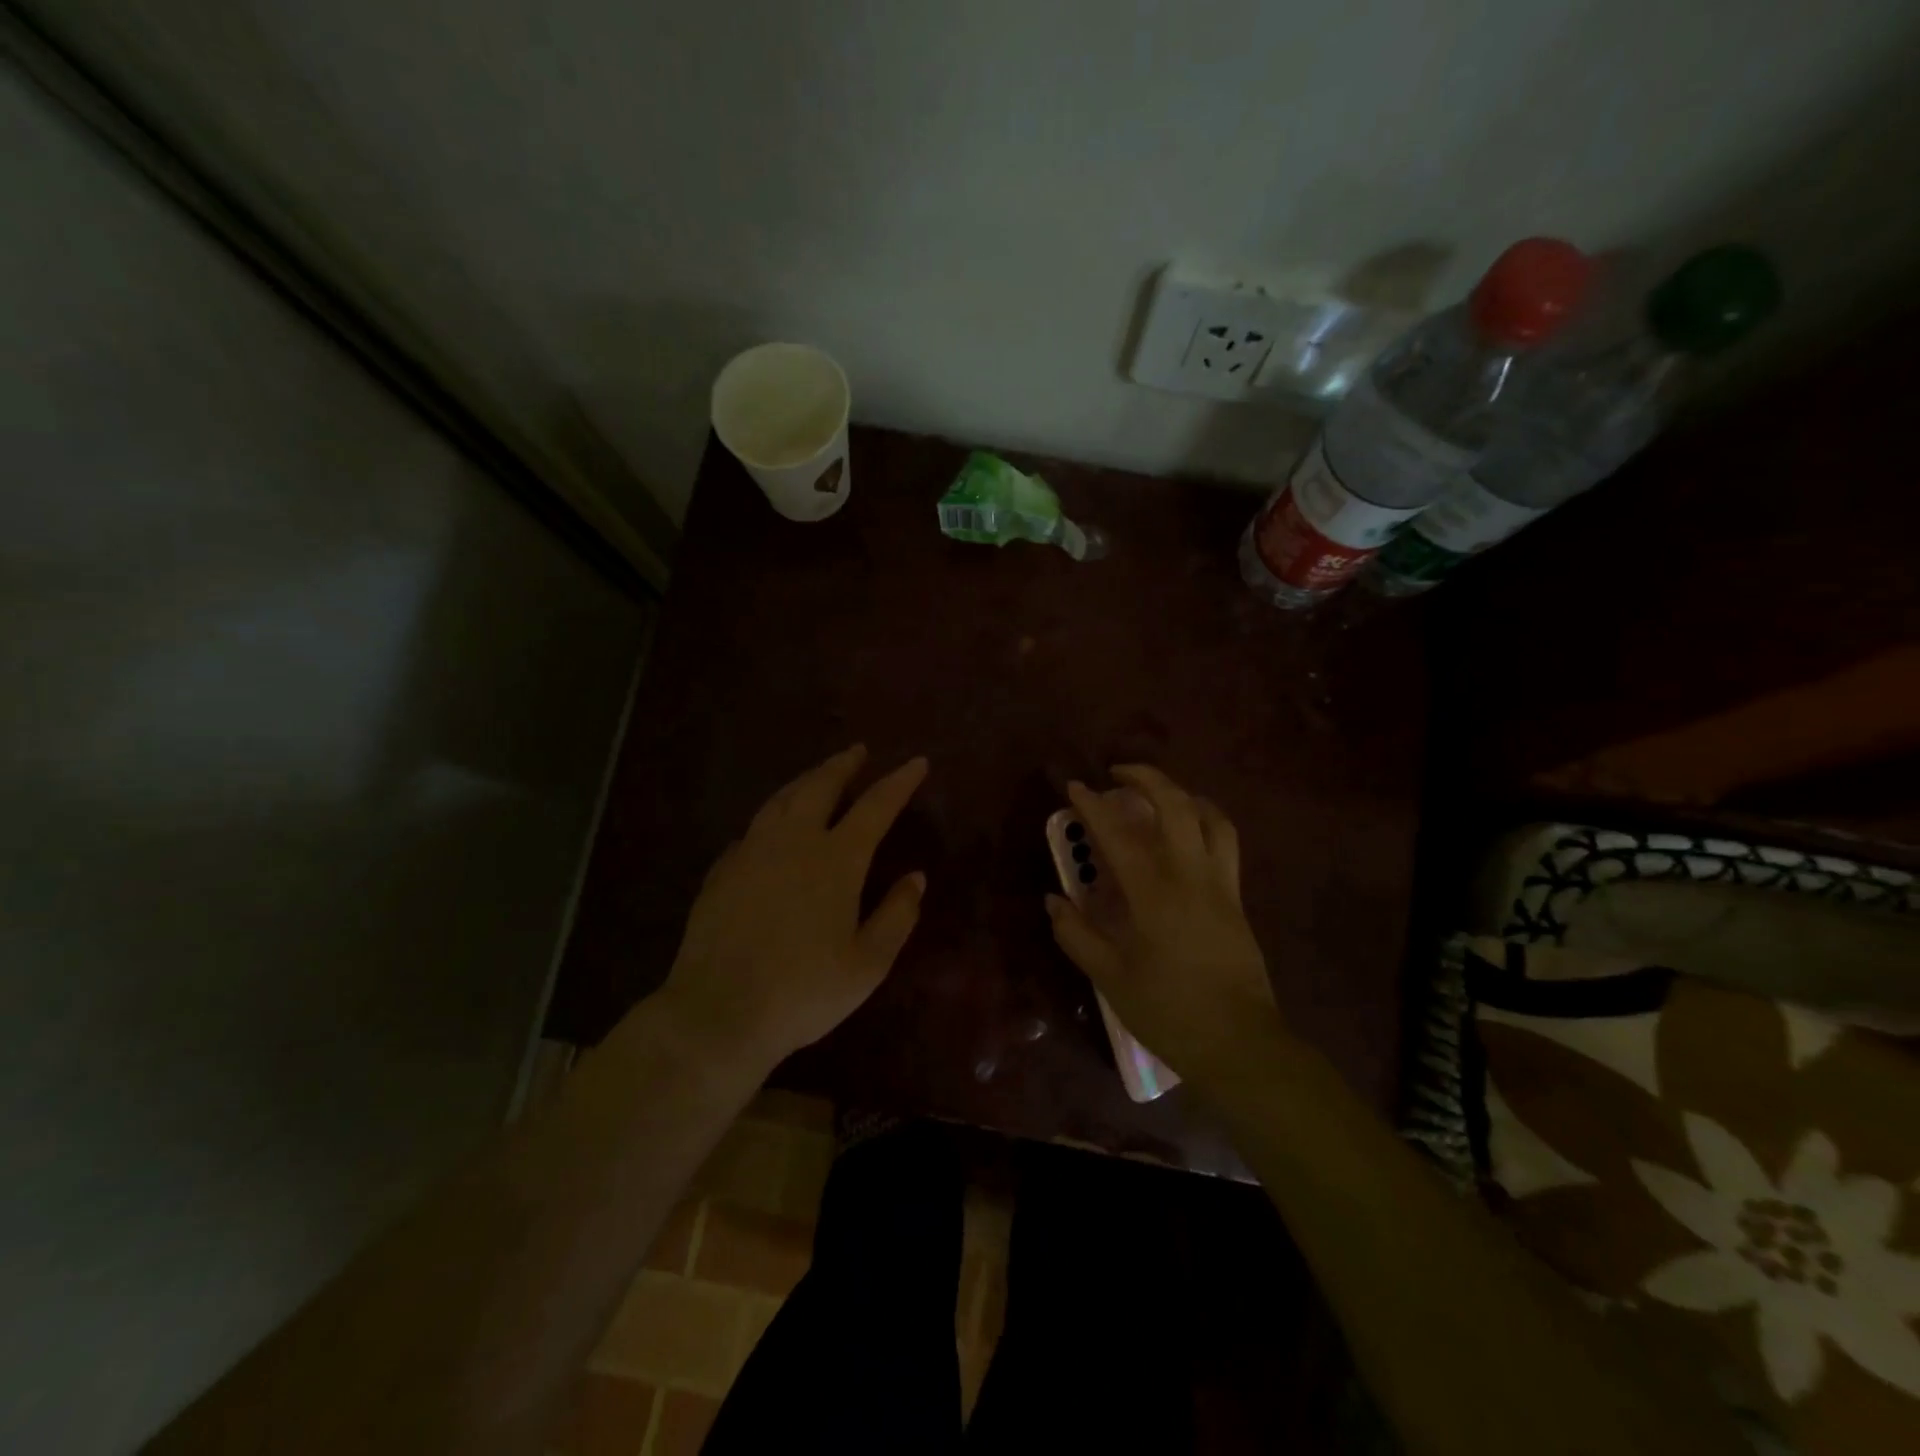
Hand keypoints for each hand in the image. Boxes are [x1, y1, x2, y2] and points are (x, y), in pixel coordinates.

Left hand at [660, 745, 928, 1067]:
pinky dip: (772, 817)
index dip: (899, 782)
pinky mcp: (722, 870)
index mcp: (836, 860)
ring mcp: (752, 852)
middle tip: (857, 751)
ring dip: (805, 781)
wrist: (718, 1013)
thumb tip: (916, 878)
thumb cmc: (804, 992)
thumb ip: (897, 916)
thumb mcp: (867, 964)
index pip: (875, 807)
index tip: (916, 762)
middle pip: (820, 786)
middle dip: (843, 765)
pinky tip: (771, 828)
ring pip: (781, 800)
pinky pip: (753, 829)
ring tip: (818, 775)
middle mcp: (794, 842)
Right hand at [1046, 765, 1283, 1088]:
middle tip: (1118, 775)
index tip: (1076, 786)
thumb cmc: (1169, 1012)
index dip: (1094, 806)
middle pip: (1176, 806)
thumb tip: (1054, 900)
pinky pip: (1225, 842)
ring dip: (1183, 795)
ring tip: (1160, 796)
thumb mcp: (1110, 978)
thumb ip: (1076, 935)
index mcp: (1154, 894)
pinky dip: (1206, 821)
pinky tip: (1189, 834)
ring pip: (1211, 818)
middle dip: (1147, 778)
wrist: (1240, 1045)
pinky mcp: (1237, 899)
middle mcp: (1191, 876)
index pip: (1118, 835)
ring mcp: (1221, 885)